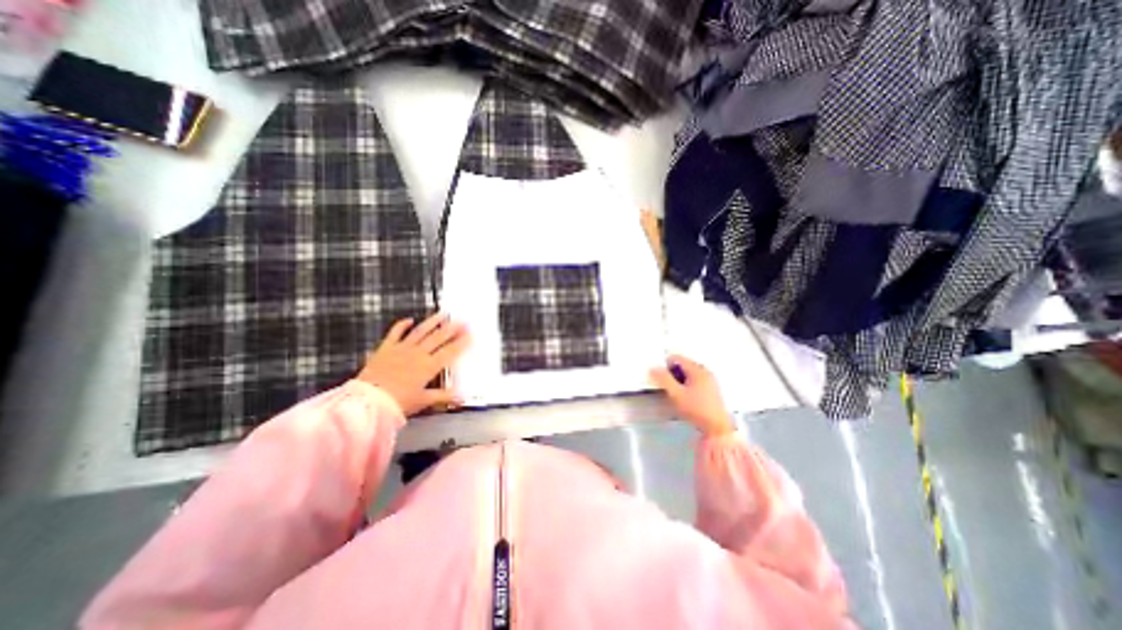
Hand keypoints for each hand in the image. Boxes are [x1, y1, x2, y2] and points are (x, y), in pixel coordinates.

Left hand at [355, 317, 470, 414]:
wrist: (367, 402)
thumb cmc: (398, 403)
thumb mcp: (423, 400)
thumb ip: (443, 396)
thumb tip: (463, 396)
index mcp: (429, 366)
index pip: (450, 351)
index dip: (461, 342)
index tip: (471, 334)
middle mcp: (418, 354)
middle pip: (438, 338)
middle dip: (452, 328)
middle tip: (463, 320)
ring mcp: (402, 349)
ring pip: (421, 331)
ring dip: (433, 322)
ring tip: (443, 314)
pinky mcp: (386, 348)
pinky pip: (395, 333)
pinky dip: (402, 325)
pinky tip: (409, 319)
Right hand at [649, 353, 738, 437]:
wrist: (718, 428)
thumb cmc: (696, 409)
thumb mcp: (676, 394)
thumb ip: (664, 379)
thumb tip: (653, 368)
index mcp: (697, 369)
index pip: (677, 358)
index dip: (666, 365)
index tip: (661, 378)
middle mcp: (705, 371)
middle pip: (683, 364)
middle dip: (673, 373)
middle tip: (669, 387)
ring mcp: (710, 380)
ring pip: (689, 373)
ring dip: (680, 380)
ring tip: (677, 394)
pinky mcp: (712, 389)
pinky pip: (696, 380)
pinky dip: (688, 385)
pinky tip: (687, 398)